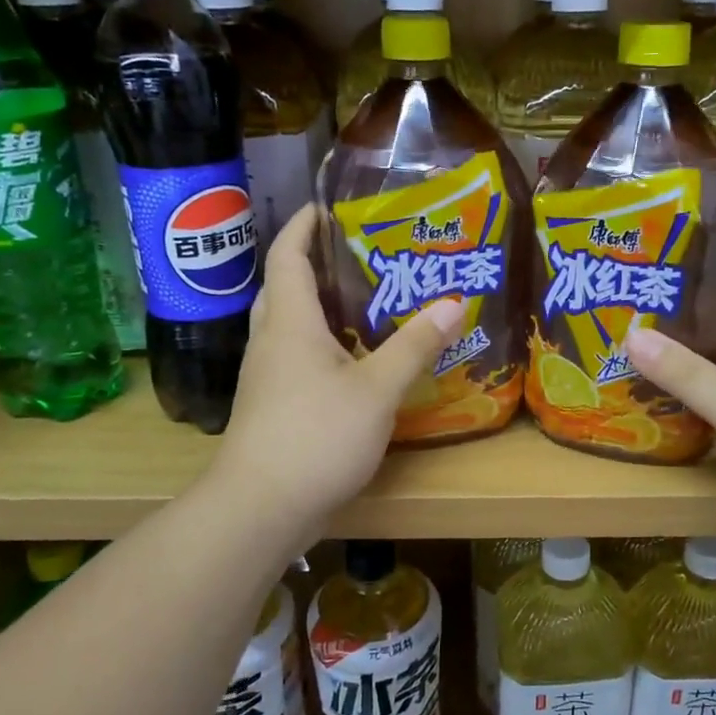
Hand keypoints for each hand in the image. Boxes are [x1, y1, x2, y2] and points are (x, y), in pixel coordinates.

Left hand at [216, 205, 465, 533]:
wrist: (260, 508)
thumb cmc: (315, 436)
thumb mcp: (377, 390)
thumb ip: (415, 346)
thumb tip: (455, 302)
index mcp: (290, 322)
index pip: (287, 256)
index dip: (303, 226)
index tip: (325, 206)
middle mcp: (270, 342)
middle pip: (282, 287)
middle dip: (311, 263)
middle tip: (355, 254)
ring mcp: (265, 378)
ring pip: (286, 326)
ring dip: (316, 306)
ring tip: (361, 301)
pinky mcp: (270, 407)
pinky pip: (292, 358)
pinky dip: (318, 345)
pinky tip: (350, 362)